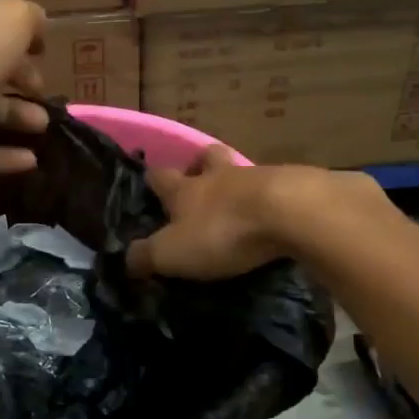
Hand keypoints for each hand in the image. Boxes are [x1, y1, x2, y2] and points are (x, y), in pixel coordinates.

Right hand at [127, 150, 384, 279]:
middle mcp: (218, 176)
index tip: (150, 186)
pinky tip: (273, 218)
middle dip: (199, 167)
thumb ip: (145, 256)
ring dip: (236, 184)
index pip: (160, 176)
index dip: (152, 180)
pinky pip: (274, 189)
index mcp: (185, 189)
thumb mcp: (172, 253)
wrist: (291, 213)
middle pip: (205, 158)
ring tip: (239, 207)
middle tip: (199, 184)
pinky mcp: (292, 187)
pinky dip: (270, 201)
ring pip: (240, 172)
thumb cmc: (222, 231)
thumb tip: (125, 259)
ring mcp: (258, 177)